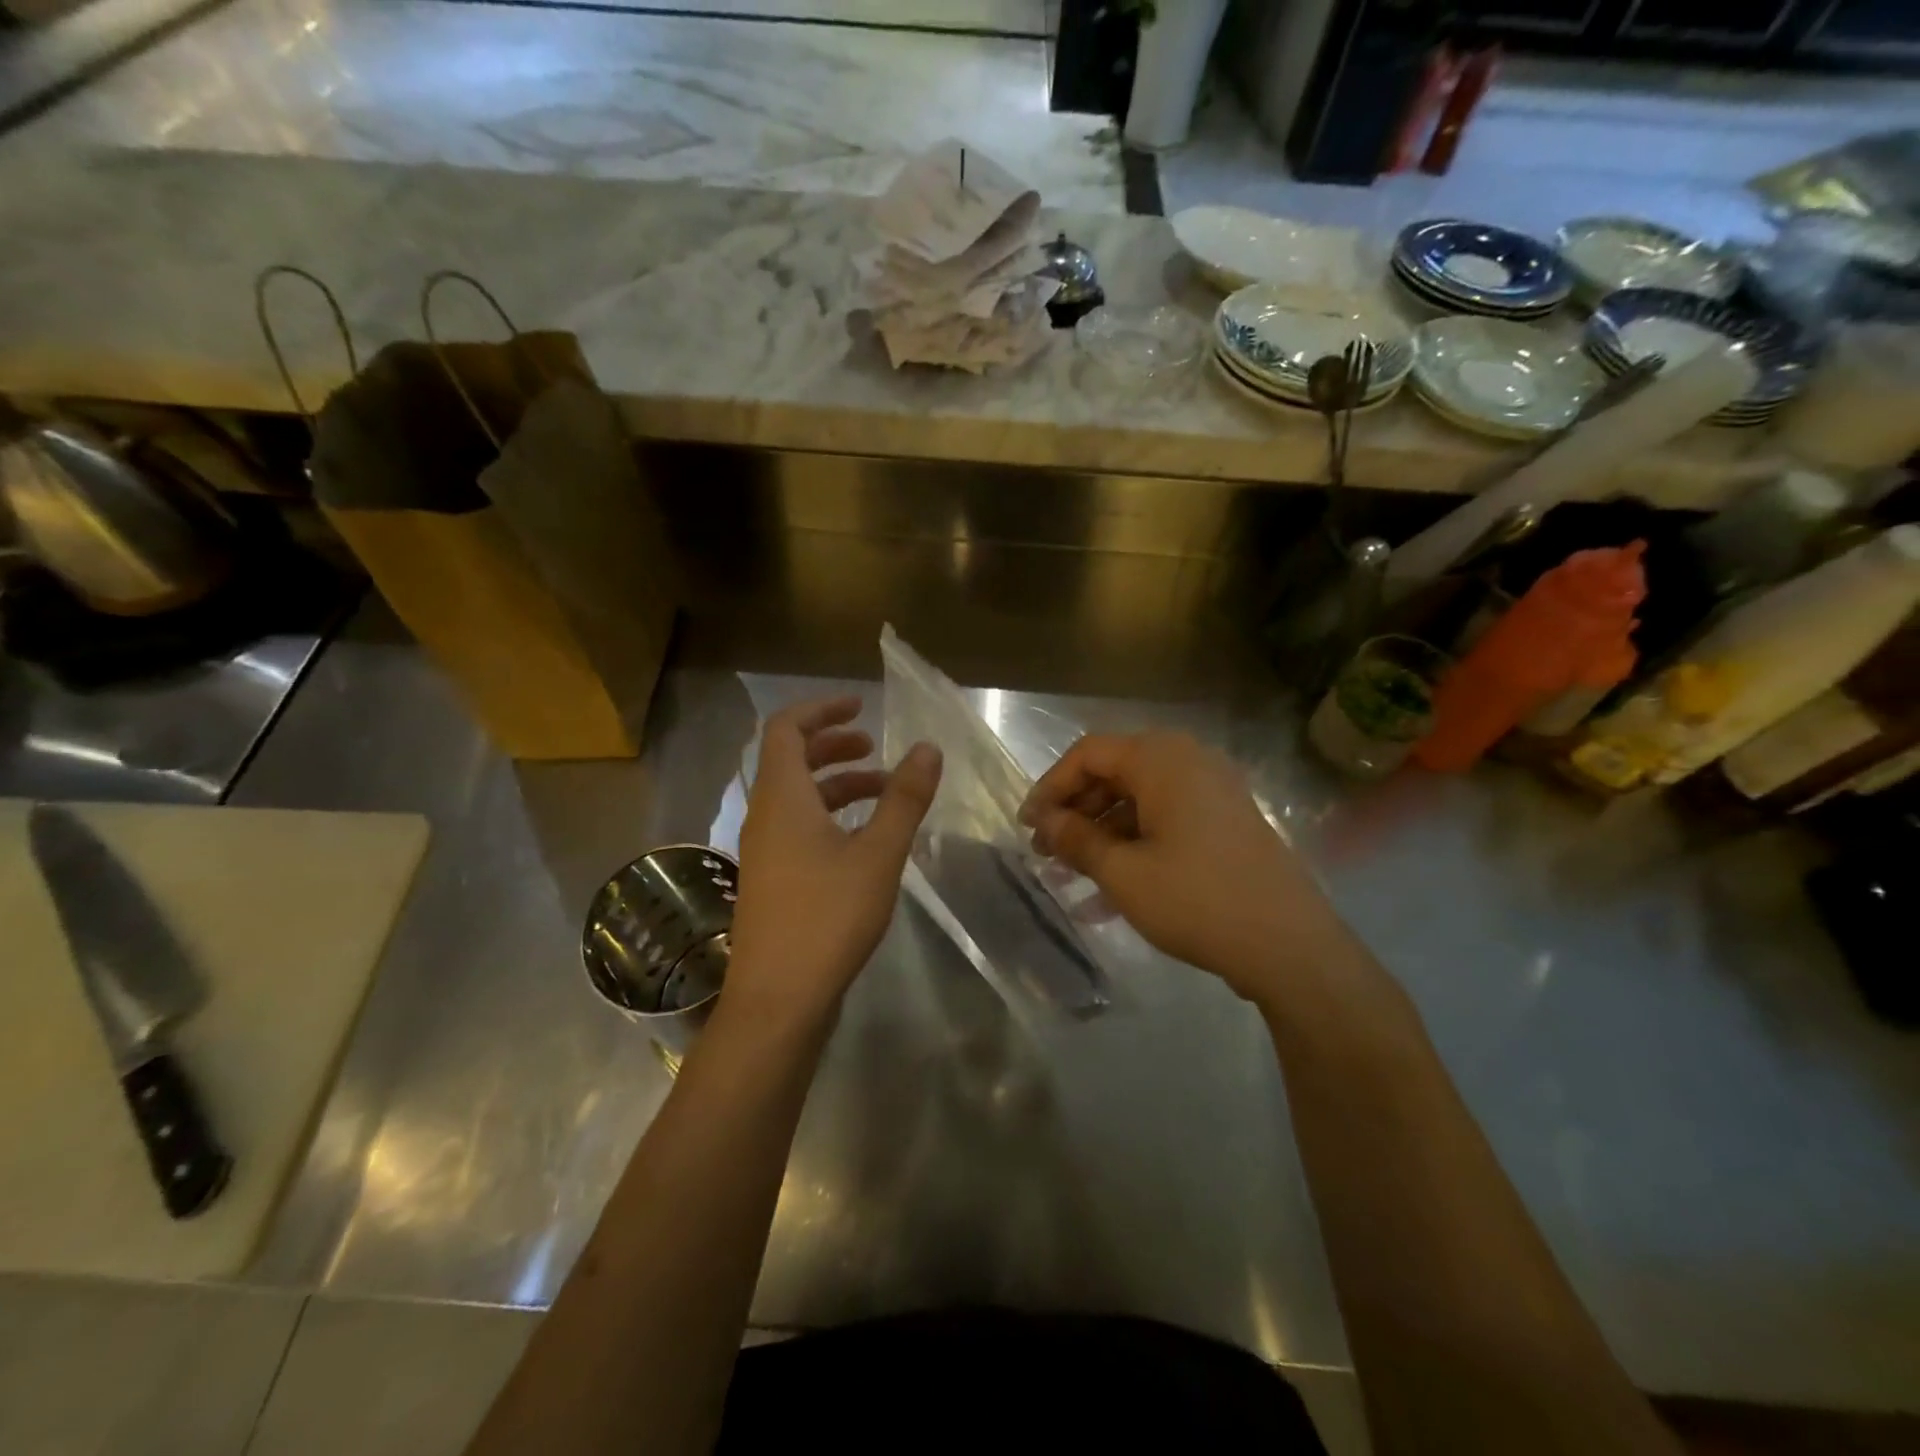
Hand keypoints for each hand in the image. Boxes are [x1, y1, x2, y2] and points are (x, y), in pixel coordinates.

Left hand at [725, 696, 941, 1029]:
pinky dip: (830, 816)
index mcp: (782, 798)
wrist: (779, 998)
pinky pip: (798, 827)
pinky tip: (865, 837)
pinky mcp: (773, 879)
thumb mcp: (879, 853)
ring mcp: (765, 851)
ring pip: (798, 797)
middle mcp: (765, 816)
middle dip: (832, 745)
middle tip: (874, 746)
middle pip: (791, 760)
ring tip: (883, 790)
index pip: (785, 729)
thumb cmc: (828, 916)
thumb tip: (927, 748)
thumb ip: (904, 798)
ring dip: (837, 784)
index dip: (821, 710)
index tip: (861, 707)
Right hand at [1021, 732, 1338, 1004]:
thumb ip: (1076, 838)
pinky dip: (1134, 845)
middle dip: (1075, 812)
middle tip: (1047, 852)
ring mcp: (1213, 791)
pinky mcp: (1226, 821)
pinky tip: (1109, 891)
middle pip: (1114, 773)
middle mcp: (1189, 761)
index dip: (1050, 787)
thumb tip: (1044, 820)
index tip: (1027, 826)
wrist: (1290, 946)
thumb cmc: (1196, 899)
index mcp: (1161, 759)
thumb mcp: (1123, 872)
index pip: (1088, 754)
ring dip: (1101, 833)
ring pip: (1139, 800)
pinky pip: (1166, 820)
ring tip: (1071, 875)